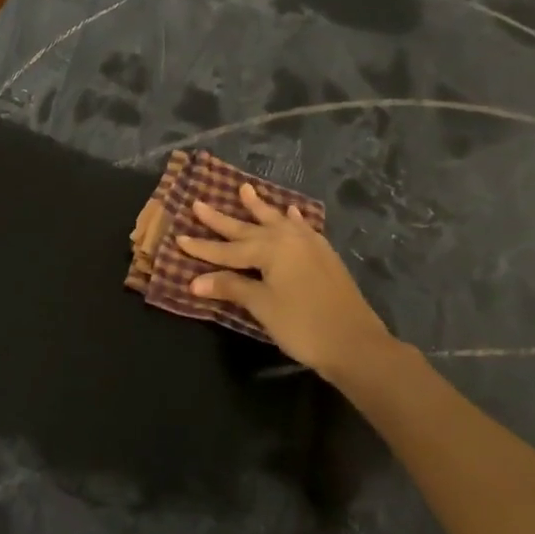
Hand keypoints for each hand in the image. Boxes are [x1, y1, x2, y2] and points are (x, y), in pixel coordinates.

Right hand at [178, 183, 398, 385]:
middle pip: (247, 229)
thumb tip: (194, 281)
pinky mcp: (324, 256)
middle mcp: (288, 239)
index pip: (227, 249)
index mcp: (270, 249)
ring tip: (245, 189)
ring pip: (276, 221)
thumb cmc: (303, 325)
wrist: (356, 344)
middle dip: (221, 219)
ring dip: (259, 207)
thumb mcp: (262, 306)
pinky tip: (291, 213)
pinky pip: (302, 228)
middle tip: (199, 203)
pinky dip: (292, 219)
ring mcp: (309, 245)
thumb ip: (231, 287)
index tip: (178, 238)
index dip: (202, 247)